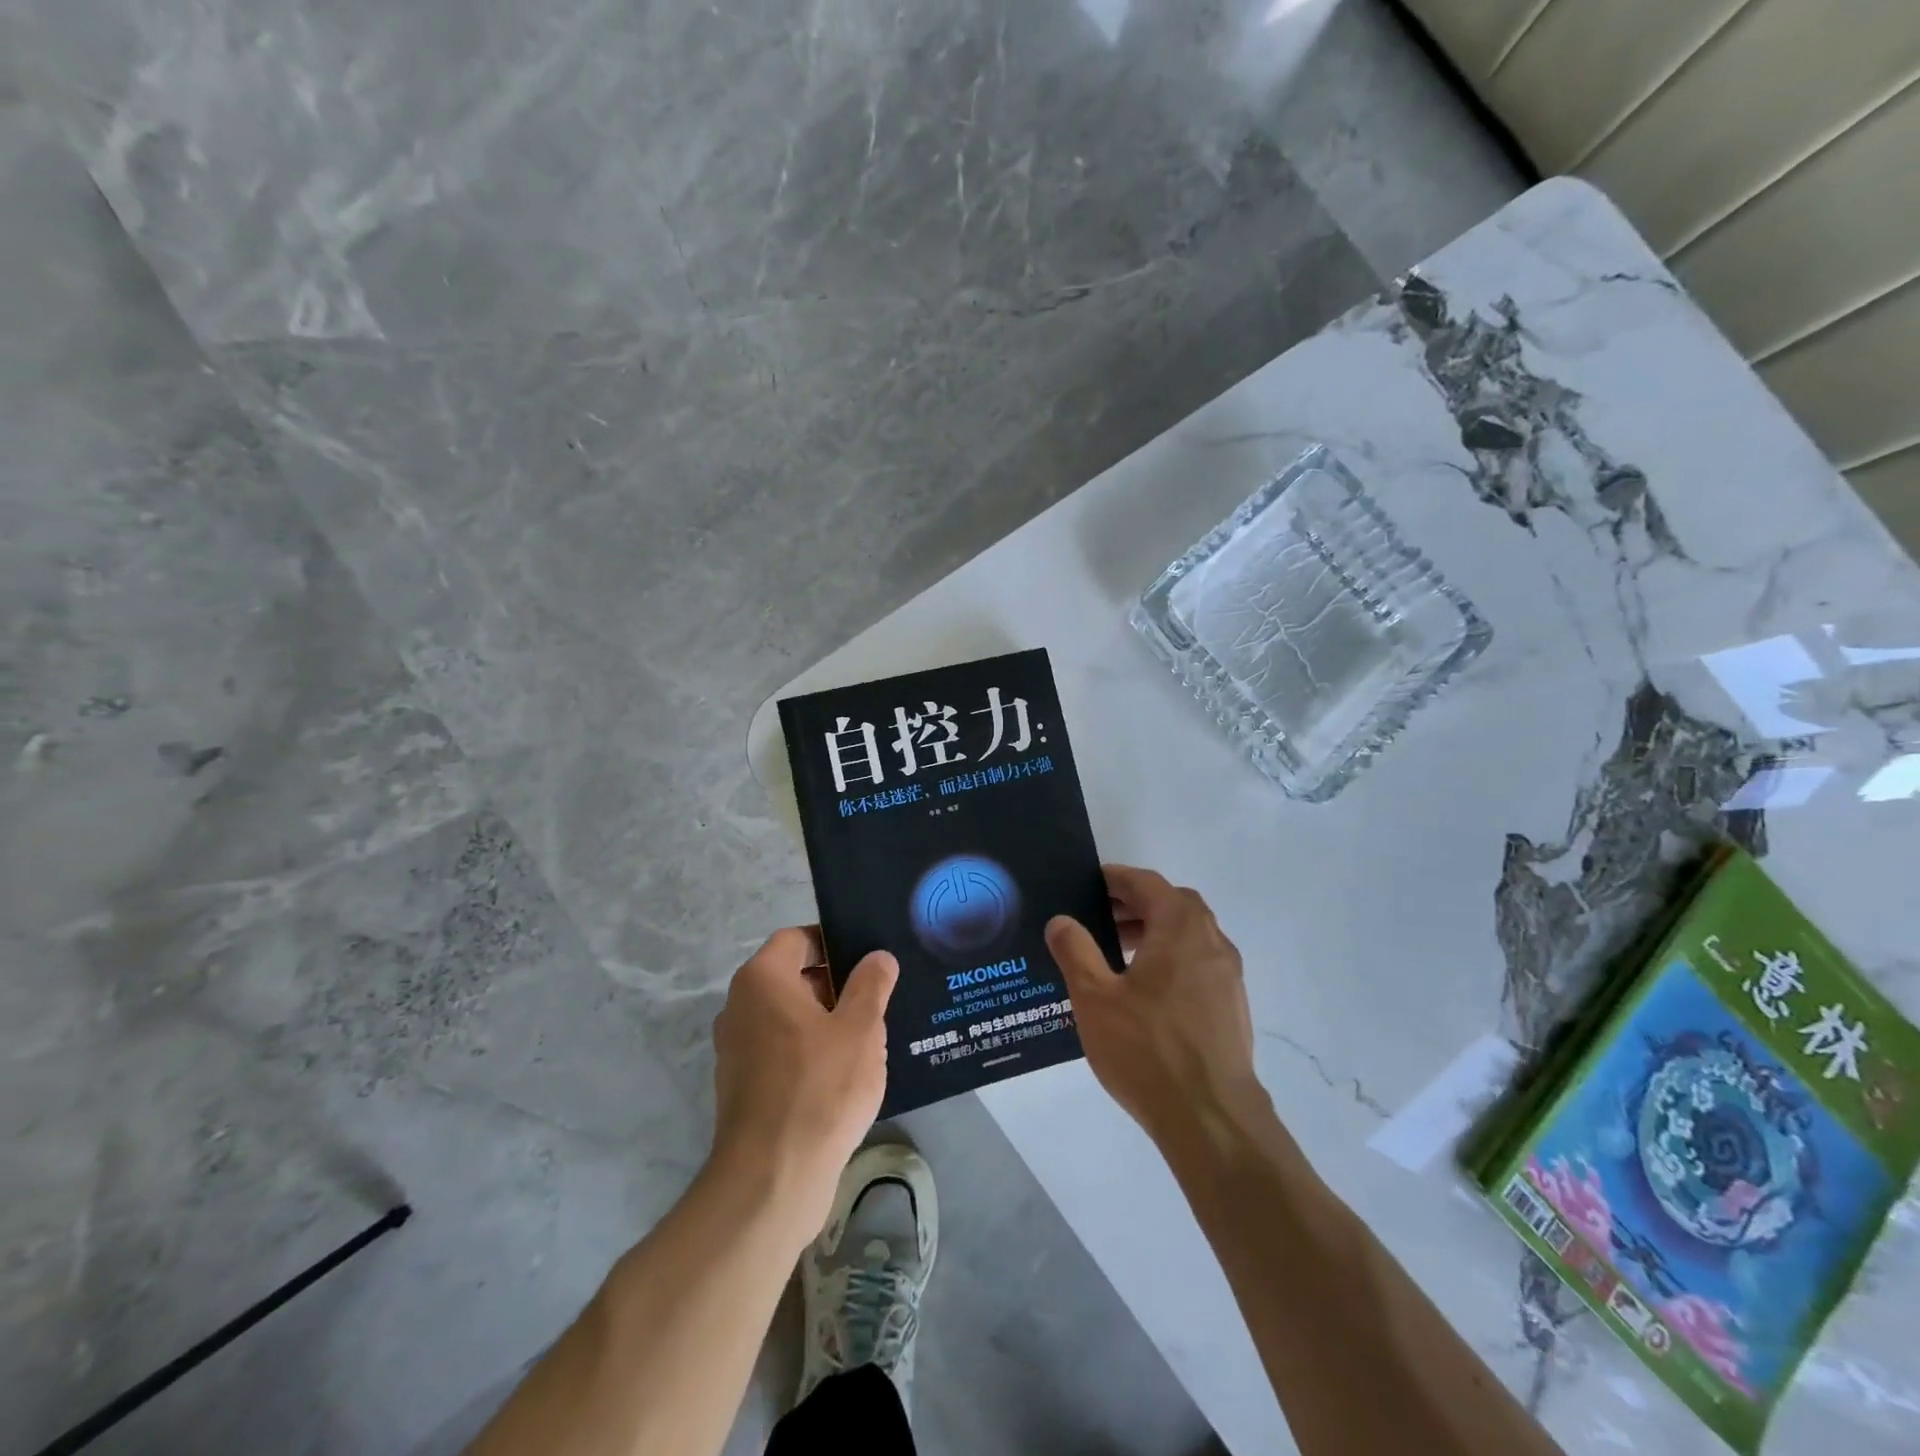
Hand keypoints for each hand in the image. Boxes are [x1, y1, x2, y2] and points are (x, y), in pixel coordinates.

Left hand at [710, 929, 896, 1244]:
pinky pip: (781, 1052)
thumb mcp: (861, 1028)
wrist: (772, 1180)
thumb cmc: (819, 1087)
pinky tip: (844, 1077)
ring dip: (825, 1023)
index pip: (797, 939)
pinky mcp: (742, 1087)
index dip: (834, 942)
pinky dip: (809, 1054)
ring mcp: (736, 1049)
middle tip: (877, 1001)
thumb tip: (877, 957)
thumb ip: (871, 984)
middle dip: (836, 986)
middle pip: (793, 977)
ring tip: (868, 1039)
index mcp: (762, 980)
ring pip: (789, 1018)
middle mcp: (740, 1007)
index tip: (868, 961)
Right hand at [1045, 866, 1265, 1145]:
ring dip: (1155, 931)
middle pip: (1174, 904)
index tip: (1091, 883)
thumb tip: (1062, 920)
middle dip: (1136, 903)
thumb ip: (1075, 951)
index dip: (1117, 878)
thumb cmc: (1148, 1050)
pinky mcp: (1233, 1006)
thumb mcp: (1095, 997)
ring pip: (1190, 934)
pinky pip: (1199, 963)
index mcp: (1180, 928)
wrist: (1212, 1118)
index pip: (1147, 883)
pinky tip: (1146, 992)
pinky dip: (1172, 958)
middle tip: (1101, 917)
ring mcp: (1228, 976)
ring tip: (1117, 953)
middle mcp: (1211, 942)